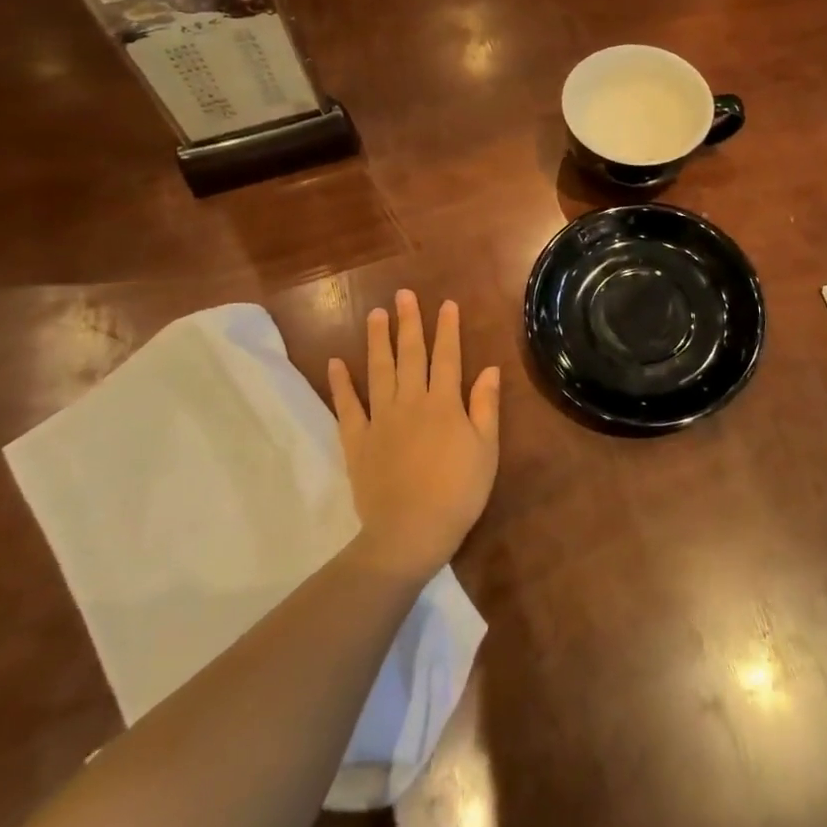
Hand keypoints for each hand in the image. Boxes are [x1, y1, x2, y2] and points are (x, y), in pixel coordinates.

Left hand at [327, 290, 501, 583]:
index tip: (446, 304)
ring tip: (376, 314)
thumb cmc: (458, 492)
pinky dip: (341, 383)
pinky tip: (336, 362)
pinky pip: (347, 406)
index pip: (447, 357)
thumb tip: (491, 369)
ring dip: (378, 340)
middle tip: (404, 294)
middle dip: (409, 323)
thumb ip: (485, 407)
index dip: (447, 329)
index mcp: (444, 403)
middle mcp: (411, 401)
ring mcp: (380, 419)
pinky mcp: (357, 440)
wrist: (411, 531)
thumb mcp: (486, 450)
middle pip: (411, 355)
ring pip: (379, 370)